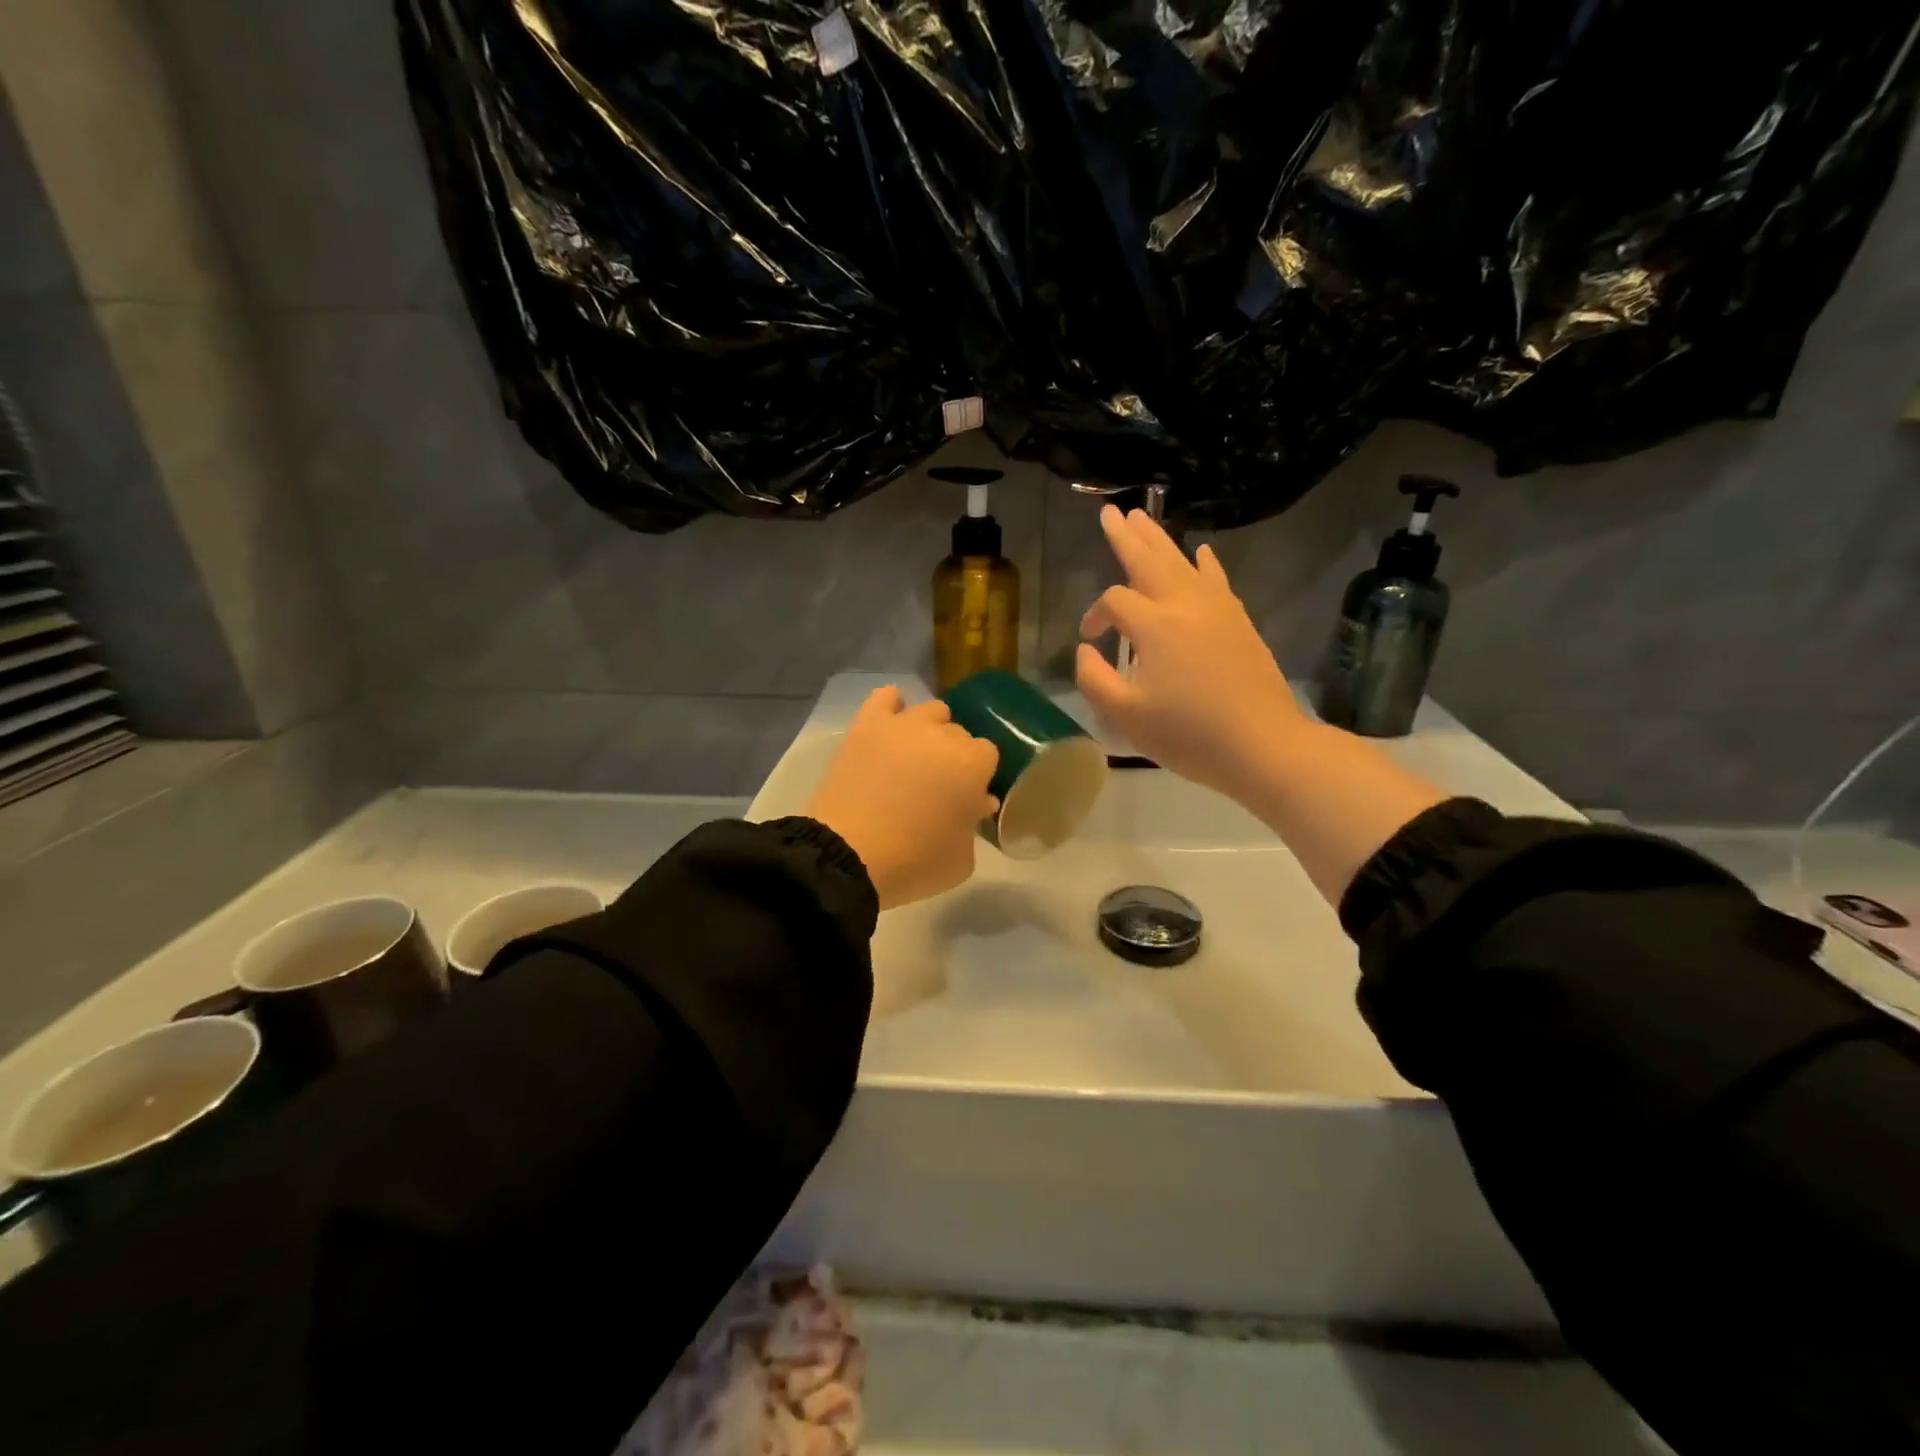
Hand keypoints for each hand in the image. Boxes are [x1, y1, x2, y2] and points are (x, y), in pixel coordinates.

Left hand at [804, 686, 999, 910]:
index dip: (978, 776)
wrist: (847, 855)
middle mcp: (942, 735)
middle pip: (959, 733)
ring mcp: (903, 725)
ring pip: (931, 711)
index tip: (966, 798)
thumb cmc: (913, 862)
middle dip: (954, 756)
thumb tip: (975, 802)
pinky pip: (885, 696)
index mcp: (972, 764)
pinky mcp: (867, 725)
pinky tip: (891, 724)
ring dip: (930, 730)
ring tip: (915, 757)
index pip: (988, 754)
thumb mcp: (961, 860)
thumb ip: (974, 825)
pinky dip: (892, 705)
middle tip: (938, 785)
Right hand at [1076, 505, 1302, 797]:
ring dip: (1159, 539)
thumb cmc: (1189, 735)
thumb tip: (1085, 650)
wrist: (1264, 746)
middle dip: (1126, 536)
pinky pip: (1217, 580)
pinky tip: (1202, 551)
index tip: (1090, 640)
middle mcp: (1186, 604)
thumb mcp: (1126, 716)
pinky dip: (1205, 563)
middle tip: (1109, 512)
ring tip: (1142, 516)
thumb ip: (1094, 679)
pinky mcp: (1239, 621)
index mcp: (1155, 625)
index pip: (1114, 602)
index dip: (1095, 616)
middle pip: (1149, 560)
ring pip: (1182, 562)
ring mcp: (1218, 609)